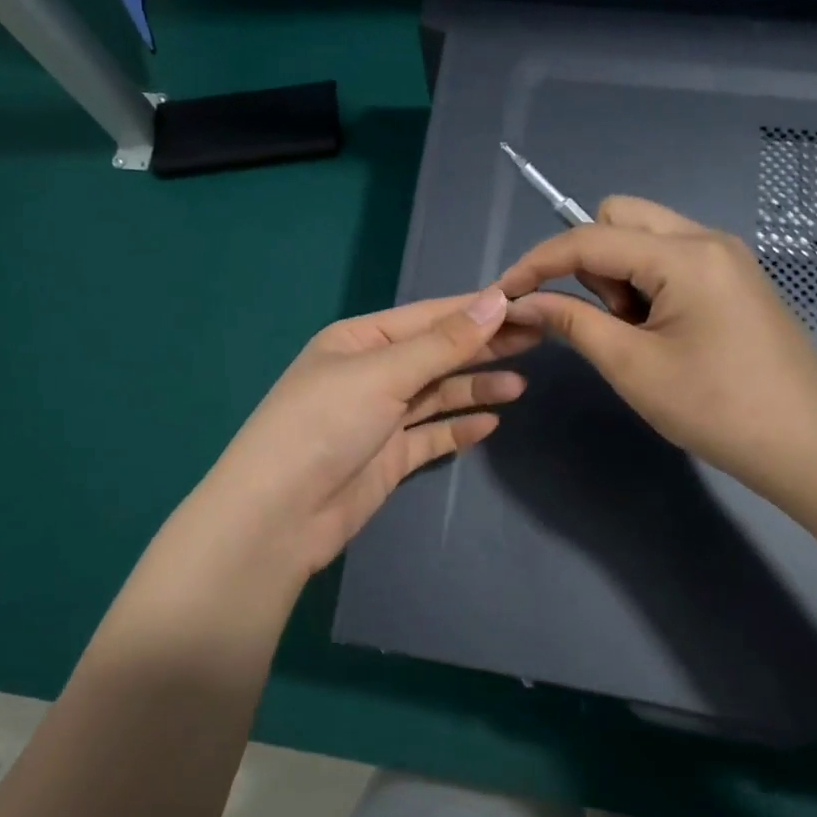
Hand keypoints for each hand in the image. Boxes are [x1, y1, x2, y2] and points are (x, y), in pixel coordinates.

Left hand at [183, 289, 533, 578]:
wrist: (278, 517)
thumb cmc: (324, 425)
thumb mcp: (383, 374)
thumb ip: (443, 343)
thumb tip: (496, 299)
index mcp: (359, 341)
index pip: (428, 316)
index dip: (475, 309)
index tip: (526, 302)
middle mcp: (369, 374)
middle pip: (436, 353)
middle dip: (482, 346)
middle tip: (539, 338)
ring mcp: (378, 418)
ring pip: (437, 394)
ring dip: (475, 387)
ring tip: (520, 383)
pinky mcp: (387, 458)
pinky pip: (431, 436)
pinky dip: (458, 427)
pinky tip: (491, 422)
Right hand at [497, 196, 816, 502]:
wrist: (809, 447)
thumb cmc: (716, 409)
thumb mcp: (631, 366)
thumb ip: (571, 321)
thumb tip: (521, 302)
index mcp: (684, 255)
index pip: (589, 238)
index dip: (538, 262)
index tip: (505, 291)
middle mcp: (706, 238)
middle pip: (619, 216)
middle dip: (589, 258)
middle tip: (602, 316)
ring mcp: (725, 255)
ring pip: (643, 235)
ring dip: (619, 272)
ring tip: (635, 332)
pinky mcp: (733, 276)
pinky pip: (669, 257)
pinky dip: (646, 282)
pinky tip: (659, 330)